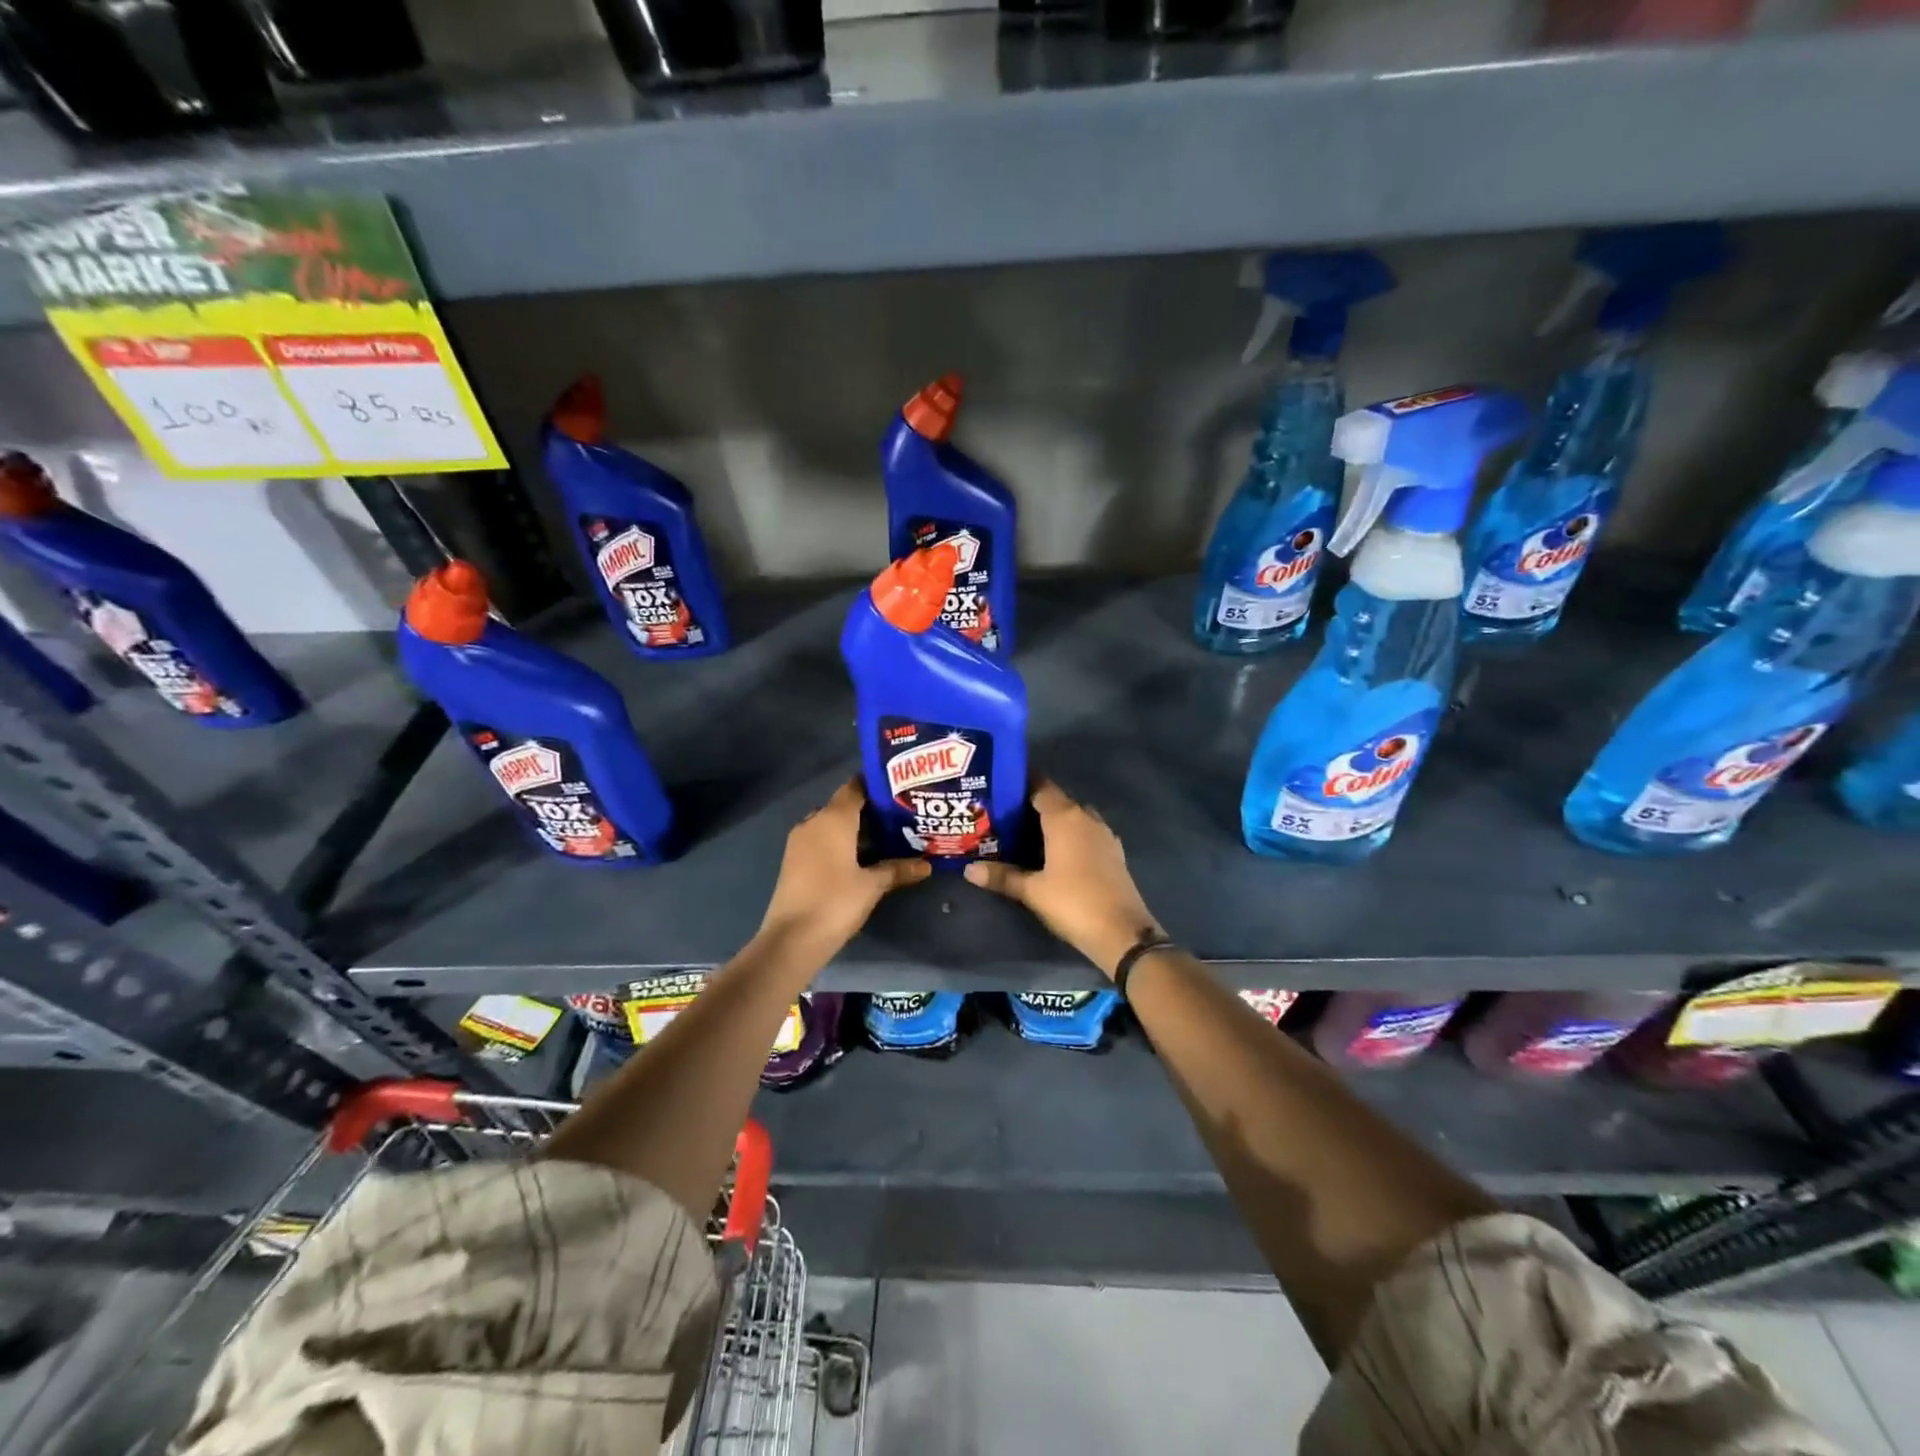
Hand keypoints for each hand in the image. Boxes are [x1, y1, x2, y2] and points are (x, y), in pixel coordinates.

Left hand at [757, 779, 930, 960]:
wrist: (791, 940)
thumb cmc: (835, 902)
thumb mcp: (872, 885)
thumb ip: (898, 869)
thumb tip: (927, 865)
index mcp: (833, 818)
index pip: (856, 787)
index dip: (878, 785)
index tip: (901, 790)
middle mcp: (814, 822)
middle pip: (845, 805)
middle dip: (871, 810)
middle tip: (901, 817)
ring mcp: (800, 841)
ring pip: (833, 824)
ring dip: (856, 829)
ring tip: (888, 837)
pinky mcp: (795, 860)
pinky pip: (822, 840)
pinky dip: (842, 843)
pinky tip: (863, 857)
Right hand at [964, 780, 1162, 978]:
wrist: (1123, 932)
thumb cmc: (1073, 902)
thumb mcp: (1032, 891)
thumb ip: (1002, 876)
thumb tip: (968, 869)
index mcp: (1065, 817)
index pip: (1040, 786)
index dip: (1020, 783)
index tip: (999, 787)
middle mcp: (1086, 817)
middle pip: (1056, 801)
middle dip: (1032, 805)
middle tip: (1004, 815)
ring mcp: (1104, 834)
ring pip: (1073, 817)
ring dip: (1053, 821)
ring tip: (1026, 833)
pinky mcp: (1113, 852)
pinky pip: (1086, 833)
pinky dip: (1070, 836)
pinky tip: (1055, 853)